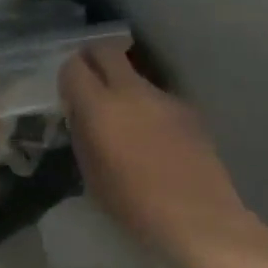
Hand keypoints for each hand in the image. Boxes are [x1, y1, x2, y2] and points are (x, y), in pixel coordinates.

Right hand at [60, 42, 266, 267]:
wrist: (198, 218)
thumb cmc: (134, 205)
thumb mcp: (91, 174)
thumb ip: (82, 134)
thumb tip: (80, 113)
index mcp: (100, 107)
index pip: (74, 66)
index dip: (68, 75)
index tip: (69, 92)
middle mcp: (131, 91)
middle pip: (106, 50)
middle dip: (94, 58)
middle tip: (90, 81)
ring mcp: (163, 97)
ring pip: (134, 74)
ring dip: (123, 85)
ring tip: (125, 117)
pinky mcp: (187, 109)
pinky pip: (157, 96)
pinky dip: (148, 106)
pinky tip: (154, 136)